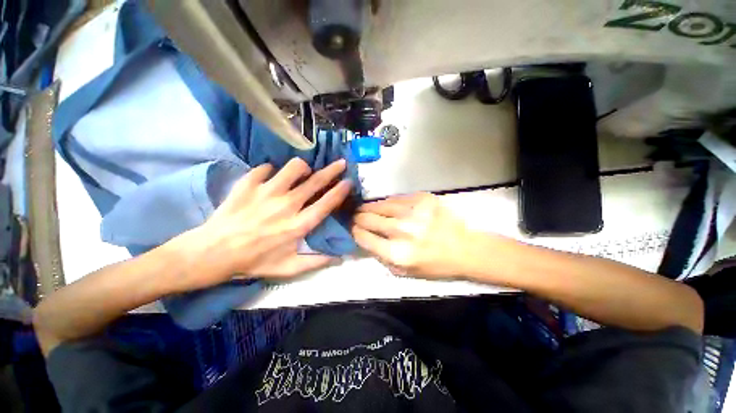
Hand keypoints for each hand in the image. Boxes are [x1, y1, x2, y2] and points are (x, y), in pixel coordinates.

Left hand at [174, 158, 350, 290]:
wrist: (213, 253)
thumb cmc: (254, 261)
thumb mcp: (288, 268)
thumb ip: (316, 261)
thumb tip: (339, 257)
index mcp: (298, 225)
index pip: (326, 203)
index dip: (340, 191)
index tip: (349, 181)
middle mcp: (286, 205)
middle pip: (315, 181)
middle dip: (332, 170)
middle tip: (340, 163)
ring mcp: (266, 192)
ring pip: (293, 167)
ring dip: (302, 168)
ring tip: (302, 172)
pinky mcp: (248, 185)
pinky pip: (265, 168)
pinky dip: (271, 171)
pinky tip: (271, 178)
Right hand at [352, 193, 488, 278]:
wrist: (464, 248)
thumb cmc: (434, 265)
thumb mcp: (404, 272)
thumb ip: (381, 258)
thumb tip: (365, 240)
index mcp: (396, 253)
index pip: (363, 237)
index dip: (354, 231)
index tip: (352, 228)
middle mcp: (401, 230)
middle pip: (367, 218)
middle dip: (357, 217)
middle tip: (355, 216)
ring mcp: (412, 211)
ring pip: (379, 205)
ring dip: (369, 207)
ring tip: (365, 208)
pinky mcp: (422, 198)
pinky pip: (396, 198)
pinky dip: (387, 202)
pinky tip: (385, 205)